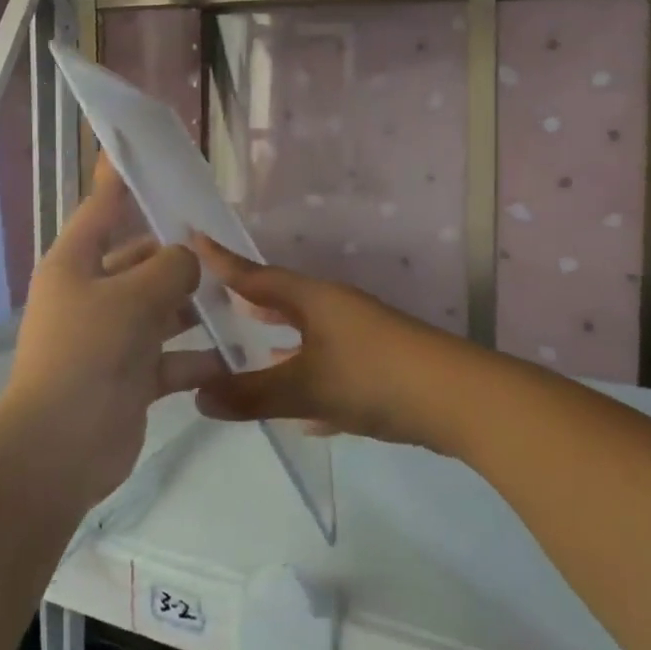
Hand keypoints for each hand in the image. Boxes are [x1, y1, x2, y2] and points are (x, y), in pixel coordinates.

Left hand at [0, 159, 226, 509]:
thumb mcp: (134, 298)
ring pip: (161, 309)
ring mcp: (110, 338)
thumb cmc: (89, 354)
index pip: (101, 209)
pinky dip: (198, 357)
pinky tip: (237, 354)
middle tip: (228, 244)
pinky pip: (171, 357)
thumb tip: (190, 259)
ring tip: (243, 296)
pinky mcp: (130, 377)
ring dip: (197, 307)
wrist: (58, 450)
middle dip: (181, 256)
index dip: (119, 180)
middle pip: (141, 260)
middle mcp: (91, 294)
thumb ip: (171, 268)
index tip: (139, 153)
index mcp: (76, 264)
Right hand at [190, 237, 491, 452]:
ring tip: (249, 353)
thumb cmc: (373, 377)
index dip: (222, 261)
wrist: (458, 399)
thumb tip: (197, 396)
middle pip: (283, 300)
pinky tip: (301, 412)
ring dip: (280, 344)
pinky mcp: (378, 366)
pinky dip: (309, 381)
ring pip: (308, 335)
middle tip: (215, 302)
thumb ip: (252, 394)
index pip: (256, 275)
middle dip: (251, 303)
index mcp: (314, 300)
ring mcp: (360, 336)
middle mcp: (335, 310)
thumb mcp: (307, 387)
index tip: (192, 237)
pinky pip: (330, 367)